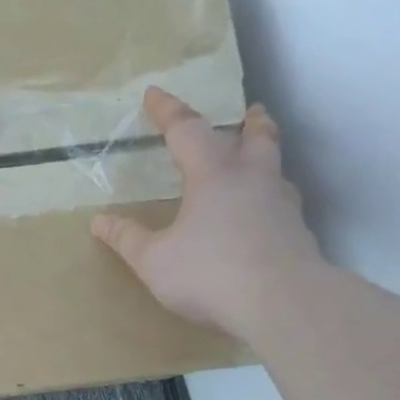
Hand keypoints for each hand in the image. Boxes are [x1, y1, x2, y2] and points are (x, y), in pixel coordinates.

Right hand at [92, 87, 324, 344]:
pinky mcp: (299, 237)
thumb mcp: (155, 261)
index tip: (154, 93)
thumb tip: (99, 222)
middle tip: (252, 111)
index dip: (168, 110)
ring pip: (276, 171)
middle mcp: (253, 181)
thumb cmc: (212, 273)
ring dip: (267, 159)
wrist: (286, 306)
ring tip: (259, 164)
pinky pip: (283, 207)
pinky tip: (265, 219)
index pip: (187, 130)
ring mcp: (283, 208)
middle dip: (251, 122)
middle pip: (257, 138)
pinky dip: (272, 201)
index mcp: (214, 175)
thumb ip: (128, 239)